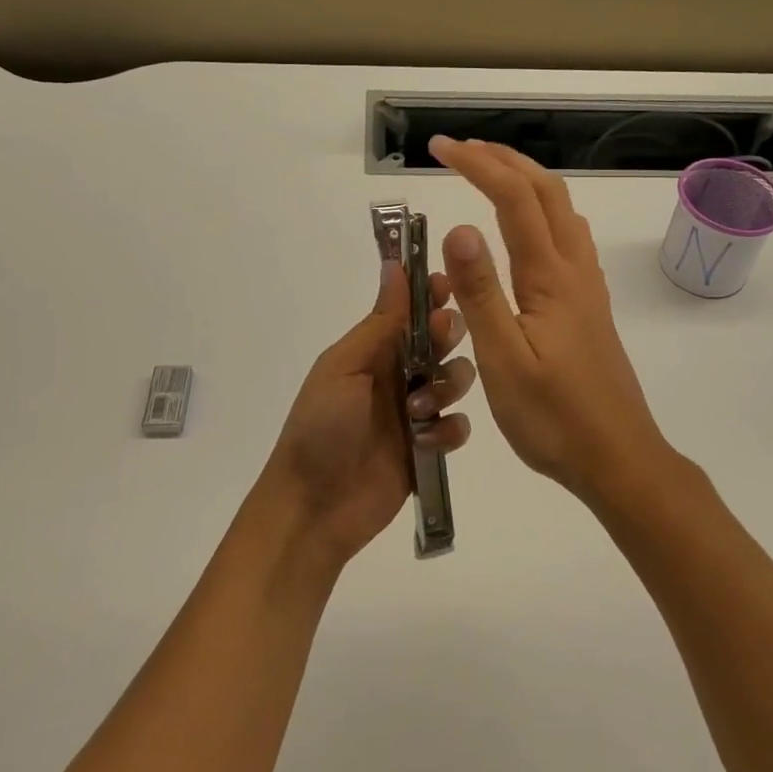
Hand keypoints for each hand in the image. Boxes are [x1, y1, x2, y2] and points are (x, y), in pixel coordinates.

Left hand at [259, 261, 474, 567]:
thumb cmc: (321, 427)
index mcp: (373, 349)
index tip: (449, 284)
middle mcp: (398, 373)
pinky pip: (457, 426)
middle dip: (448, 334)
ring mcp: (416, 410)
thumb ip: (380, 322)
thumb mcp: (345, 367)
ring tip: (420, 407)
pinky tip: (428, 441)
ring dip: (447, 384)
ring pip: (456, 379)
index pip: (409, 310)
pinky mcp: (429, 447)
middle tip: (440, 339)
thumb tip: (395, 265)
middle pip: (441, 339)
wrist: (314, 506)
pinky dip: (449, 430)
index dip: (431, 294)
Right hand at [428, 137, 672, 506]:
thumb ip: (480, 293)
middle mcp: (574, 269)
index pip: (514, 198)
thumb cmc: (554, 418)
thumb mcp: (504, 360)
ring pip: (562, 210)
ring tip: (490, 173)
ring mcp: (587, 286)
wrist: (620, 459)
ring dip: (526, 180)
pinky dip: (542, 209)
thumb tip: (457, 227)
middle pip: (546, 191)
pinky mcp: (588, 305)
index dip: (477, 164)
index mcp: (550, 277)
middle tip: (460, 148)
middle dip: (503, 159)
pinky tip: (528, 229)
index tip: (439, 148)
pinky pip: (568, 235)